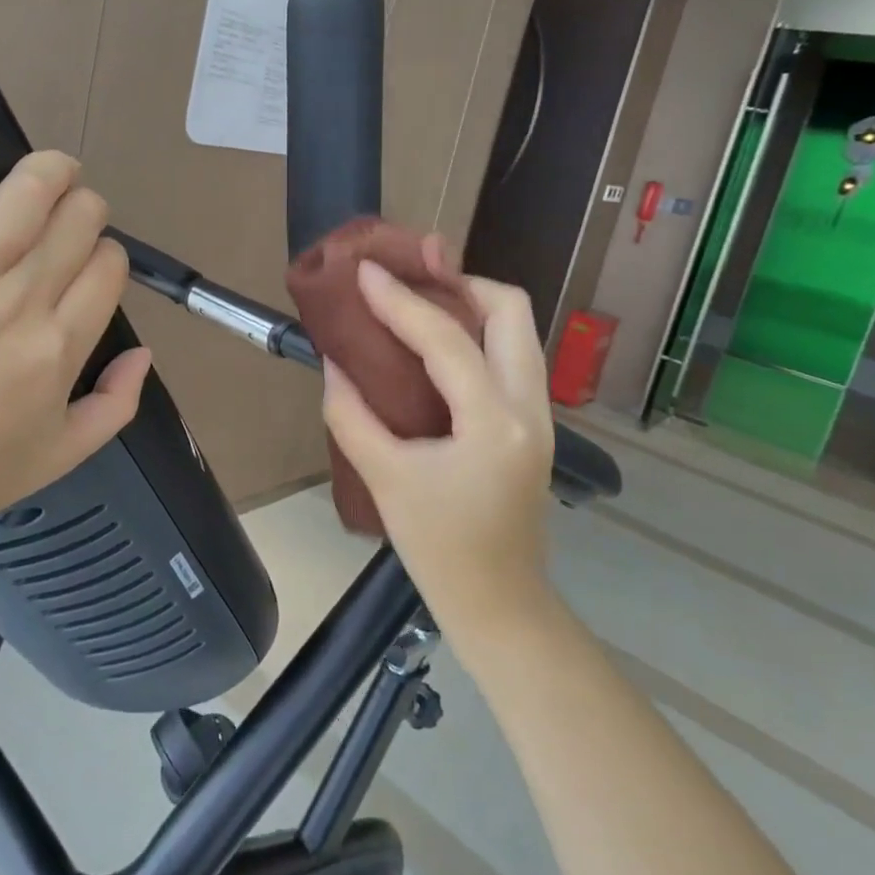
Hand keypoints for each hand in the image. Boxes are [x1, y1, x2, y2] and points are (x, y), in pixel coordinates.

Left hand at [0, 123, 151, 573]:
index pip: (107, 267)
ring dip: (49, 170)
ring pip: (23, 196)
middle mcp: (18, 305)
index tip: (91, 264)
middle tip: (72, 218)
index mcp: (59, 349)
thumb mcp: (61, 455)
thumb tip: (144, 351)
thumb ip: (116, 404)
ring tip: (53, 169)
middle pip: (76, 222)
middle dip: (86, 210)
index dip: (107, 254)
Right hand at [321, 261, 556, 649]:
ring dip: (472, 304)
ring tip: (420, 301)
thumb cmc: (438, 548)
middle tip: (410, 281)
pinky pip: (511, 354)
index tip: (366, 270)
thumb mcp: (384, 478)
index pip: (446, 339)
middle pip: (511, 311)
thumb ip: (350, 414)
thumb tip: (334, 362)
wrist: (498, 603)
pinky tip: (437, 343)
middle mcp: (530, 407)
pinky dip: (477, 333)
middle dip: (459, 283)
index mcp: (493, 423)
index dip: (400, 299)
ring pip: (518, 329)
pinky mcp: (533, 423)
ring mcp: (540, 414)